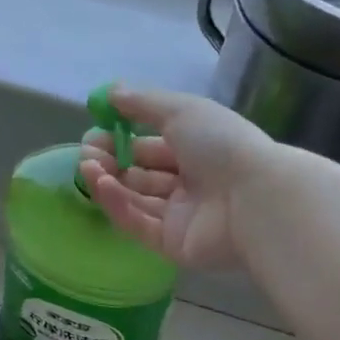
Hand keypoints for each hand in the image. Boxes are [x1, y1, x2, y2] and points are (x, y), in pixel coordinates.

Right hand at [79, 87, 282, 269]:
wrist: (255, 198)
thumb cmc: (221, 145)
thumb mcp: (182, 110)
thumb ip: (143, 103)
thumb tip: (110, 94)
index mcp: (196, 150)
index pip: (150, 147)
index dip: (120, 139)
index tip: (93, 132)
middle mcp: (188, 183)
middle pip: (139, 174)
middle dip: (110, 162)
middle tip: (85, 154)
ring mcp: (180, 216)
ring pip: (135, 199)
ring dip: (108, 182)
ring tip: (87, 168)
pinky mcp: (171, 245)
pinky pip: (138, 224)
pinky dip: (118, 205)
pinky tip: (101, 186)